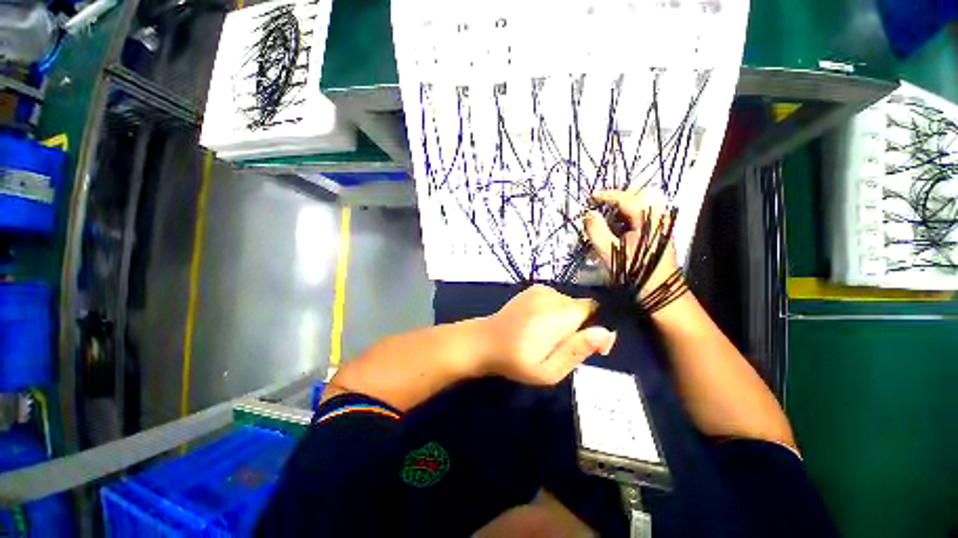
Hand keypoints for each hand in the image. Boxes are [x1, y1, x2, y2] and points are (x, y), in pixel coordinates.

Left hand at [481, 285, 616, 384]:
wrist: (486, 341)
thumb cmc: (517, 360)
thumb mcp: (550, 370)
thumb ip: (578, 350)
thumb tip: (605, 332)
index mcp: (560, 314)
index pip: (595, 310)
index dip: (597, 329)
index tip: (592, 349)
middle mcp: (552, 296)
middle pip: (581, 308)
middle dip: (581, 327)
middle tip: (563, 348)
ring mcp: (540, 290)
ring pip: (568, 304)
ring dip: (567, 319)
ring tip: (549, 338)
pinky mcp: (532, 290)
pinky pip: (555, 299)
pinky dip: (555, 311)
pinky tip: (539, 325)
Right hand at [583, 189, 679, 298]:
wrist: (658, 291)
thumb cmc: (634, 272)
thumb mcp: (609, 251)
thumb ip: (596, 230)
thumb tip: (588, 214)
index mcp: (648, 218)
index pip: (626, 198)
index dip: (606, 195)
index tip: (591, 197)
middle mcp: (657, 216)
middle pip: (634, 197)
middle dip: (614, 199)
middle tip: (598, 204)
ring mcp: (660, 223)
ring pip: (637, 207)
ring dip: (619, 209)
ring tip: (604, 217)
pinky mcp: (657, 232)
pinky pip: (640, 216)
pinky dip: (625, 218)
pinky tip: (615, 227)